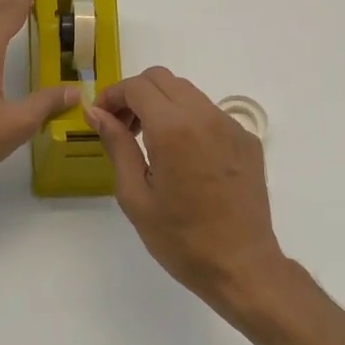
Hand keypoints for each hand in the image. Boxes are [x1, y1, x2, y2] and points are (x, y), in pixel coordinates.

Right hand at [87, 67, 290, 318]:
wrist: (242, 266)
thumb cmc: (181, 239)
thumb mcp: (135, 196)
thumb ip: (117, 146)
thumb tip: (96, 112)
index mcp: (174, 129)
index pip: (137, 86)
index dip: (112, 95)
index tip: (100, 117)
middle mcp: (205, 116)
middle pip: (163, 79)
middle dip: (136, 95)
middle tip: (122, 129)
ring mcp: (231, 126)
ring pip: (188, 93)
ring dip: (162, 104)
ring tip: (150, 143)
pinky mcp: (247, 140)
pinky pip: (210, 114)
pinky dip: (188, 120)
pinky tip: (183, 157)